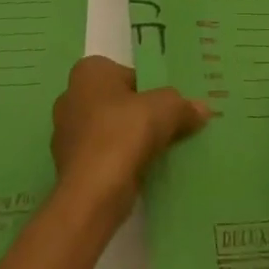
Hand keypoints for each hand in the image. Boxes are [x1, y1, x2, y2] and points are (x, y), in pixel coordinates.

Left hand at [50, 56, 209, 211]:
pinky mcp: (68, 168)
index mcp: (89, 71)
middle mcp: (71, 96)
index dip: (151, 90)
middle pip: (118, 102)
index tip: (169, 108)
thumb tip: (203, 109)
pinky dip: (118, 163)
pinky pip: (102, 157)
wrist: (91, 197)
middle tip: (167, 128)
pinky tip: (140, 173)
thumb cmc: (123, 135)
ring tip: (157, 153)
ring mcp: (65, 135)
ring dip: (129, 141)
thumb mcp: (164, 110)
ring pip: (109, 131)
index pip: (129, 74)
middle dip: (139, 115)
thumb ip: (183, 105)